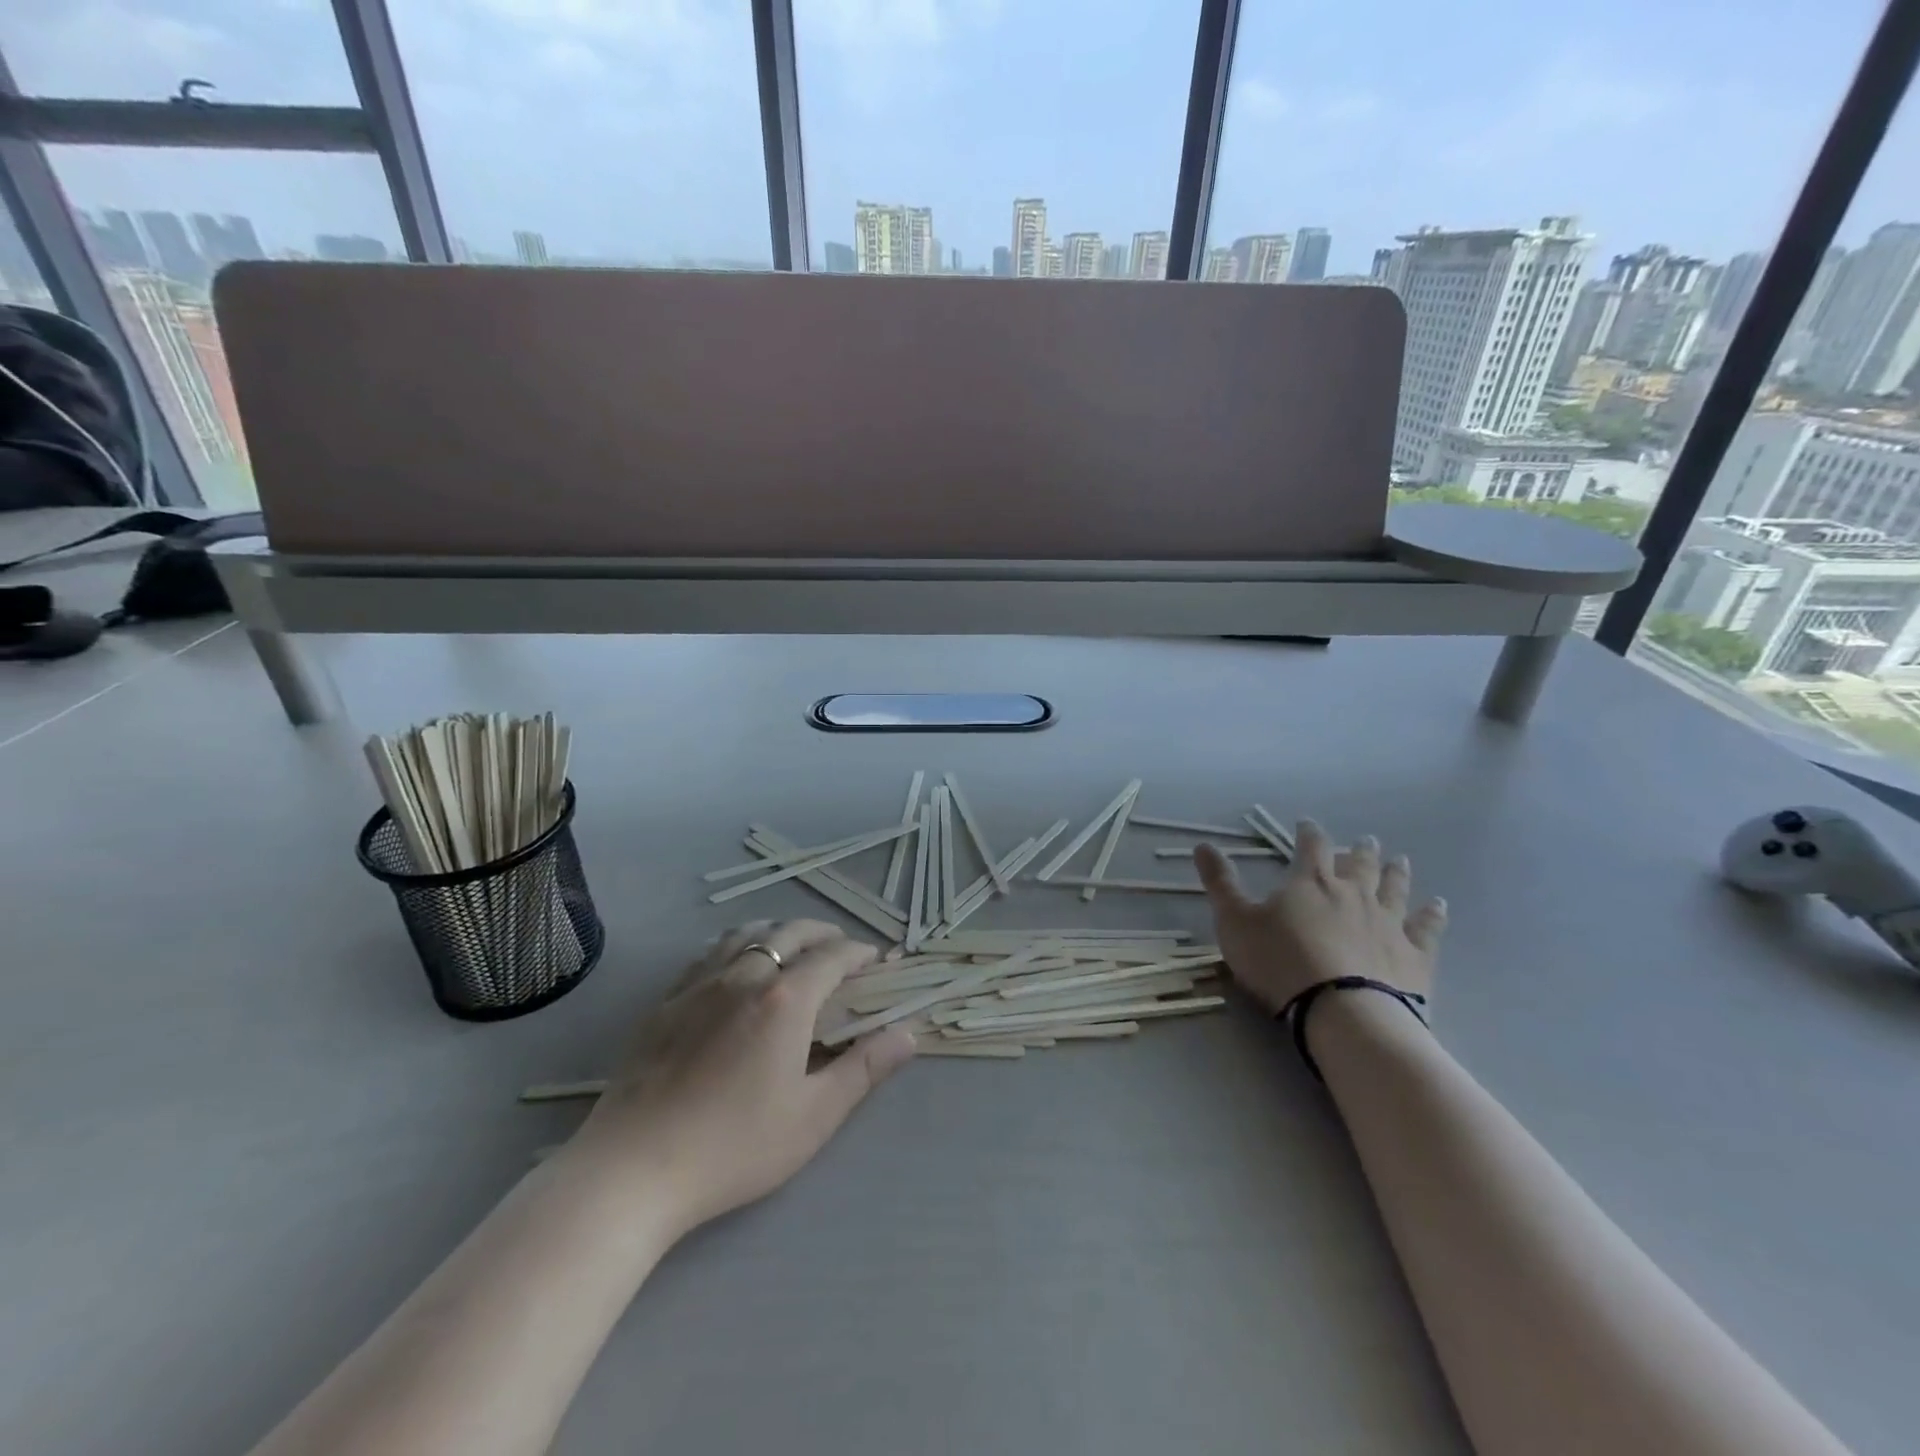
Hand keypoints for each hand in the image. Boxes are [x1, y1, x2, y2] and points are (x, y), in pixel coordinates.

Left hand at [573, 920, 916, 1236]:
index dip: (860, 953)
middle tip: (840, 950)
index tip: (877, 960)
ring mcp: (700, 984)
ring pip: (747, 934)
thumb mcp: (813, 1117)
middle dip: (823, 934)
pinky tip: (735, 968)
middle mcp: (745, 975)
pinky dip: (736, 947)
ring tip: (792, 948)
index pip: (833, 956)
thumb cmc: (734, 1147)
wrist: (632, 1170)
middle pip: (791, 932)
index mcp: (786, 999)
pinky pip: (709, 954)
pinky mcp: (666, 1001)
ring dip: (779, 932)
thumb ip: (864, 1069)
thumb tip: (908, 1034)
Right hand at [1194, 821, 1446, 1013]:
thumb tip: (1203, 845)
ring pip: (1395, 889)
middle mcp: (1354, 893)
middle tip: (1365, 840)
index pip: (1311, 846)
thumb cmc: (1280, 963)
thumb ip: (1220, 883)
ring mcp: (1389, 923)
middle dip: (1359, 850)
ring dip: (1396, 873)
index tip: (1307, 825)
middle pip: (1360, 864)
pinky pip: (1427, 928)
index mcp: (1311, 882)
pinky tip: (1438, 906)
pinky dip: (1433, 915)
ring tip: (1400, 861)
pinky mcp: (1414, 955)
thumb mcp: (1235, 922)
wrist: (1342, 1013)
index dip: (1309, 833)